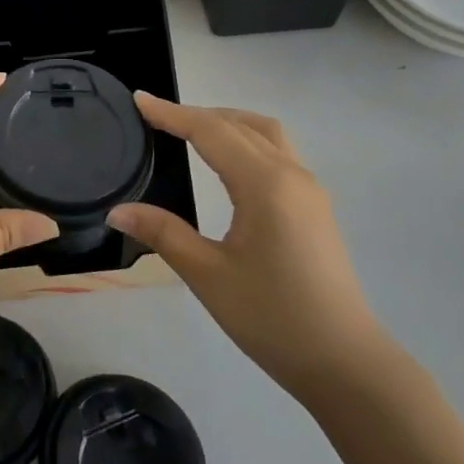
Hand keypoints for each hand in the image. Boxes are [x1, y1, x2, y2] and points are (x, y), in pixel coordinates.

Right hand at [109, 93, 390, 399]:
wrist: (345, 364)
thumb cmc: (273, 318)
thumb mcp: (208, 275)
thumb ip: (163, 233)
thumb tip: (118, 209)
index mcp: (265, 184)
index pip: (211, 131)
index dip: (171, 114)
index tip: (138, 99)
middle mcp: (291, 174)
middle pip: (239, 124)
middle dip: (196, 114)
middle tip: (155, 116)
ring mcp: (309, 190)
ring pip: (265, 134)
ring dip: (227, 122)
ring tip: (190, 130)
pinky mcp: (315, 208)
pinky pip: (277, 152)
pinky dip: (246, 140)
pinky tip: (227, 162)